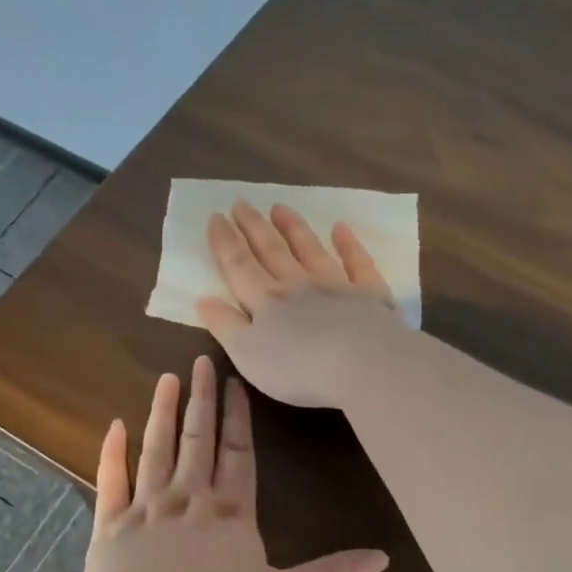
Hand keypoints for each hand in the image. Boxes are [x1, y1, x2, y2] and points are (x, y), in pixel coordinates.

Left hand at [82, 355, 387, 571]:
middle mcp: (190, 497)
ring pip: (157, 449)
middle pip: (198, 439)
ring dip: (162, 413)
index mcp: (231, 512)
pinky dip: (112, 452)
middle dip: (202, 400)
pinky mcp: (112, 522)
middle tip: (201, 362)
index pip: (238, 454)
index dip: (238, 418)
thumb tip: (383, 558)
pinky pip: (112, 480)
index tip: (235, 383)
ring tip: (167, 380)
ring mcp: (147, 506)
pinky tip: (114, 425)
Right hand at [196, 200, 407, 408]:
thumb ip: (224, 326)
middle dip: (254, 227)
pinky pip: (357, 263)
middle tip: (241, 203)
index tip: (215, 217)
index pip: (239, 266)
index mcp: (265, 301)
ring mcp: (335, 286)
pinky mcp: (369, 295)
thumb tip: (203, 299)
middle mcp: (298, 285)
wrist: (362, 365)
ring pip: (310, 250)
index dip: (225, 242)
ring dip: (293, 228)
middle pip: (272, 251)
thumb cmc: (297, 368)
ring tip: (280, 207)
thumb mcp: (246, 354)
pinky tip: (341, 229)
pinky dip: (348, 245)